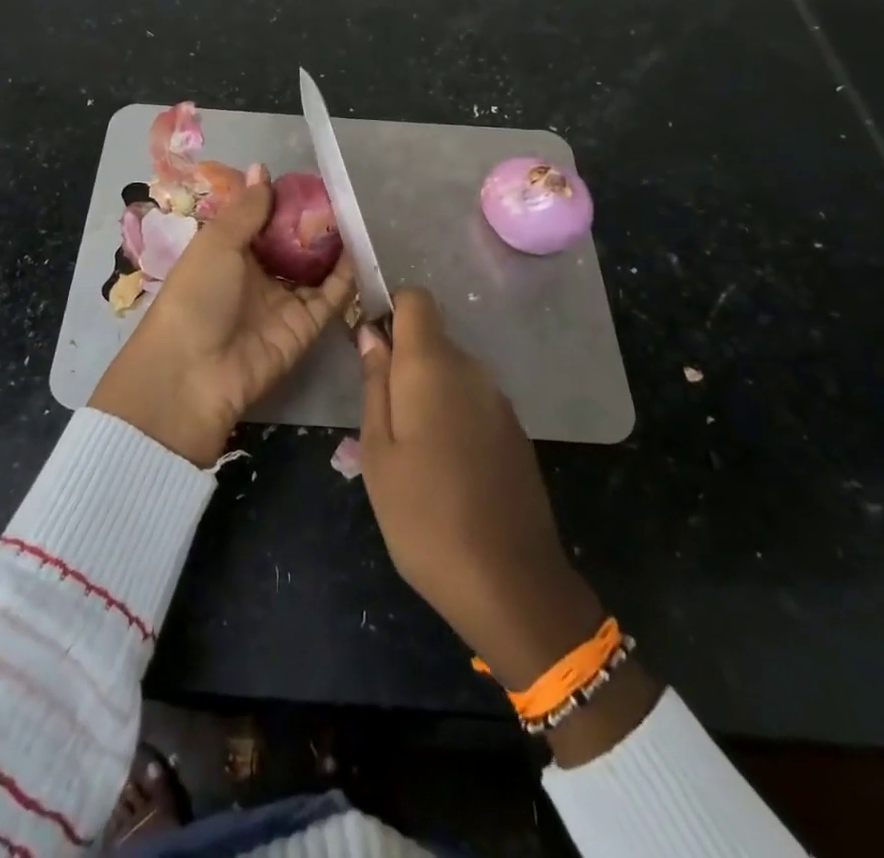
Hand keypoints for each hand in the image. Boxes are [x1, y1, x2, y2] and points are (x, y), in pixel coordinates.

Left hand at [90, 165, 354, 466]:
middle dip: (312, 221)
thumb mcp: (217, 243)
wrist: (193, 374)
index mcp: (227, 253)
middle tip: (340, 194)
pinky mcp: (304, 327)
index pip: (260, 220)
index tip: (308, 178)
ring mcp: (282, 302)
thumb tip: (262, 168)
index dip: (281, 200)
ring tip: (356, 214)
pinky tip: (360, 248)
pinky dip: (346, 275)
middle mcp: (256, 276)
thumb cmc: (197, 295)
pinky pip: (331, 297)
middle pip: (290, 244)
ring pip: (314, 268)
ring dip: (332, 245)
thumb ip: (247, 208)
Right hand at [356, 288, 599, 688]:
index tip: (369, 346)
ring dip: (426, 392)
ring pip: (452, 372)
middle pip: (432, 338)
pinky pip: (473, 401)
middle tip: (378, 417)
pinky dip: (451, 415)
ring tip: (408, 451)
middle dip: (402, 361)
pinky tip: (444, 468)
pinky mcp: (515, 431)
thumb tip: (370, 334)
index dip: (389, 309)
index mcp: (433, 366)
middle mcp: (472, 370)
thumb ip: (374, 384)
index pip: (416, 299)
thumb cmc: (424, 516)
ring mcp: (499, 401)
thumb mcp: (378, 452)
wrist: (511, 584)